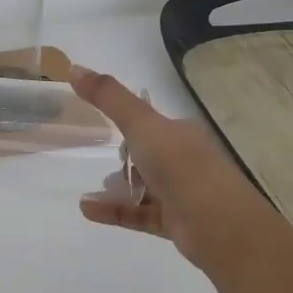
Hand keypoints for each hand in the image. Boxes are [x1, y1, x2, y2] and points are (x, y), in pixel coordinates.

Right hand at [70, 64, 283, 273]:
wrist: (218, 225)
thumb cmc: (180, 166)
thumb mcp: (141, 124)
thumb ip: (108, 98)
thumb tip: (74, 67)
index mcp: (181, 133)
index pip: (153, 124)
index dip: (130, 124)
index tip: (102, 126)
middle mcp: (184, 161)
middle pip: (148, 156)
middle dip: (124, 158)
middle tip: (99, 159)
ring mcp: (181, 194)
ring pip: (144, 187)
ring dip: (117, 187)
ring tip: (92, 190)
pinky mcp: (174, 223)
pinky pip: (138, 214)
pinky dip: (114, 210)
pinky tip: (87, 209)